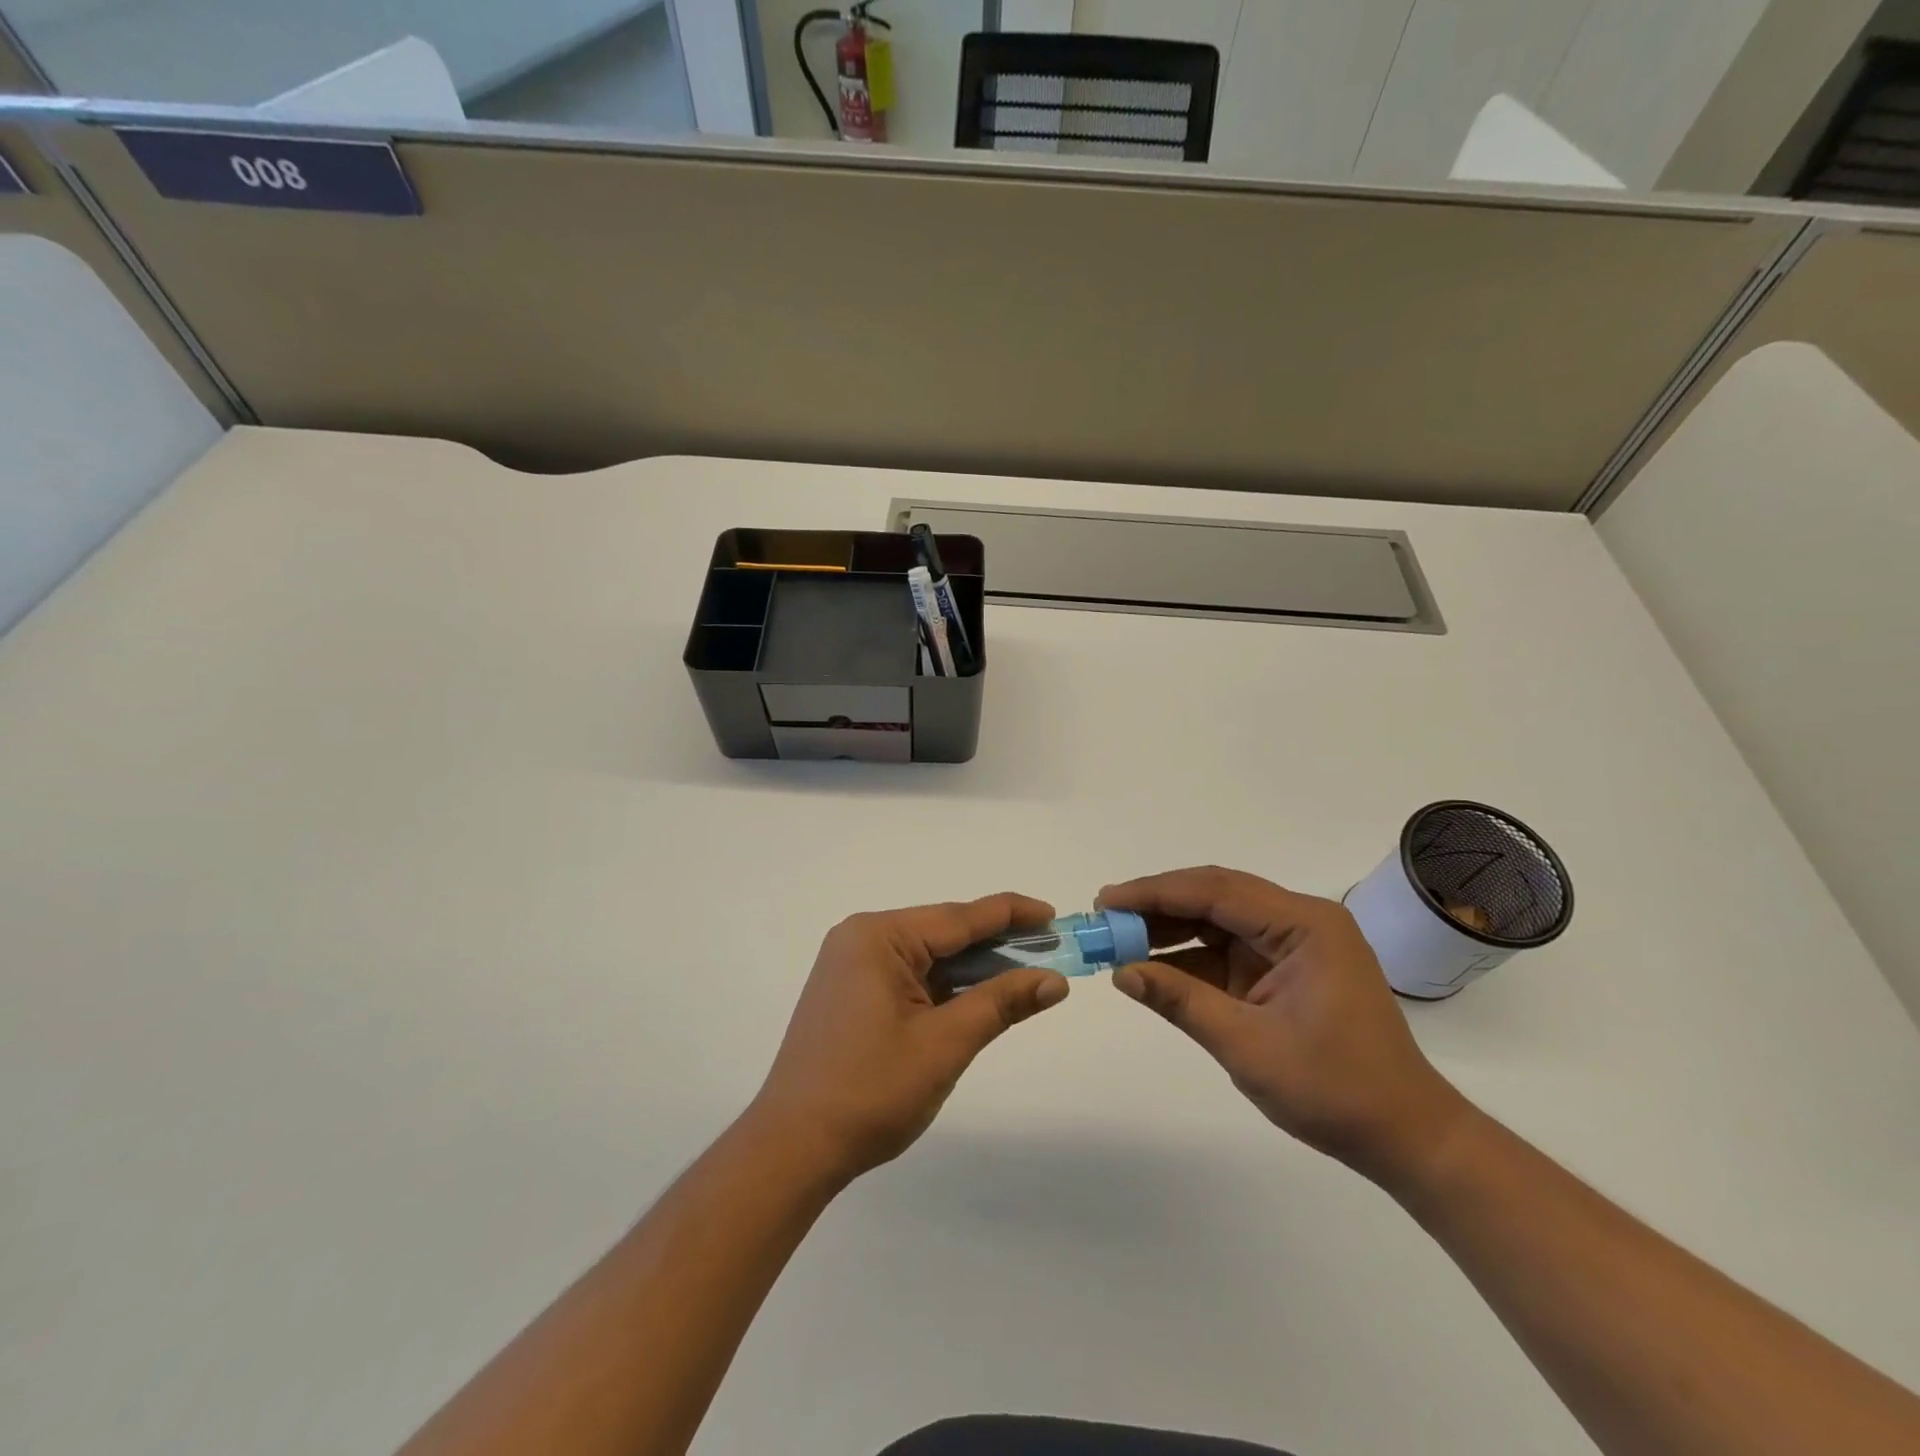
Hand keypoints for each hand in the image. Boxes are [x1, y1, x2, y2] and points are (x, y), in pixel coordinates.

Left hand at [750, 894, 1069, 1184]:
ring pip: (928, 957)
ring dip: (972, 970)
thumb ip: (1000, 1003)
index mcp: (878, 936)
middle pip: (944, 933)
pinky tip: (976, 998)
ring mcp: (851, 967)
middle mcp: (861, 939)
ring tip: (1022, 977)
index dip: (1011, 914)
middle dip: (996, 946)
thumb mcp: (945, 1043)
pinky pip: (909, 977)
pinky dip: (945, 987)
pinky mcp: (849, 994)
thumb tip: (1054, 980)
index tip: (1054, 916)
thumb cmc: (870, 1091)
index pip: (959, 917)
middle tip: (1049, 954)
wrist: (792, 1148)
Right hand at [1098, 867, 1466, 1181]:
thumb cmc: (1335, 1089)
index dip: (1155, 893)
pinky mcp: (1285, 968)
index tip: (1107, 900)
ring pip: (1217, 920)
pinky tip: (1153, 965)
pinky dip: (1189, 957)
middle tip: (1105, 915)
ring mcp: (1293, 944)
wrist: (1405, 1136)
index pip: (1216, 892)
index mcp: (1304, 925)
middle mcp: (1300, 921)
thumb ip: (1180, 1001)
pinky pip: (1227, 950)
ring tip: (1118, 939)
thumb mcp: (1248, 1046)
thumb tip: (1120, 973)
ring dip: (1170, 929)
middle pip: (1215, 896)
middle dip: (1158, 905)